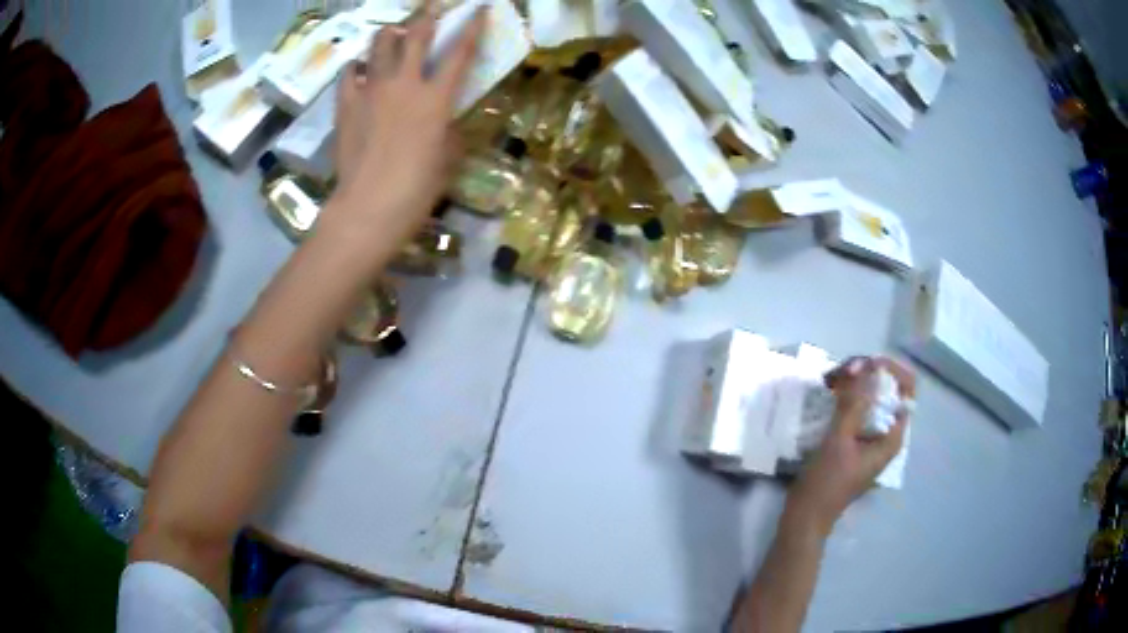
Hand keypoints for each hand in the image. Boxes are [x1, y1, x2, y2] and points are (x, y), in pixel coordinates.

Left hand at [329, 2, 484, 242]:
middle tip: (431, 6)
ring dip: (389, 34)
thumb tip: (443, 119)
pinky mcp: (346, 104)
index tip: (479, 10)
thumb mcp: (448, 158)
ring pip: (379, 44)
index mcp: (436, 98)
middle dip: (427, 15)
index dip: (472, 28)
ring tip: (392, 34)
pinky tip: (360, 68)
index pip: (460, 53)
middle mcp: (404, 84)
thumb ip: (449, 128)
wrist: (369, 207)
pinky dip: (357, 65)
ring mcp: (371, 91)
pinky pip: (349, 72)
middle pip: (416, 35)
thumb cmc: (417, 189)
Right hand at [787, 357, 914, 535]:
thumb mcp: (839, 440)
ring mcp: (871, 439)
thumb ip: (854, 403)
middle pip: (889, 391)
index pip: (905, 390)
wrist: (805, 516)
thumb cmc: (826, 482)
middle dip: (868, 375)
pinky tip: (829, 393)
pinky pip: (859, 410)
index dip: (889, 371)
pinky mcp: (855, 442)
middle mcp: (887, 435)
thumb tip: (865, 367)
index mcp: (892, 437)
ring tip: (832, 379)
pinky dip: (848, 397)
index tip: (864, 365)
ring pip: (872, 399)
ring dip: (856, 383)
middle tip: (843, 370)